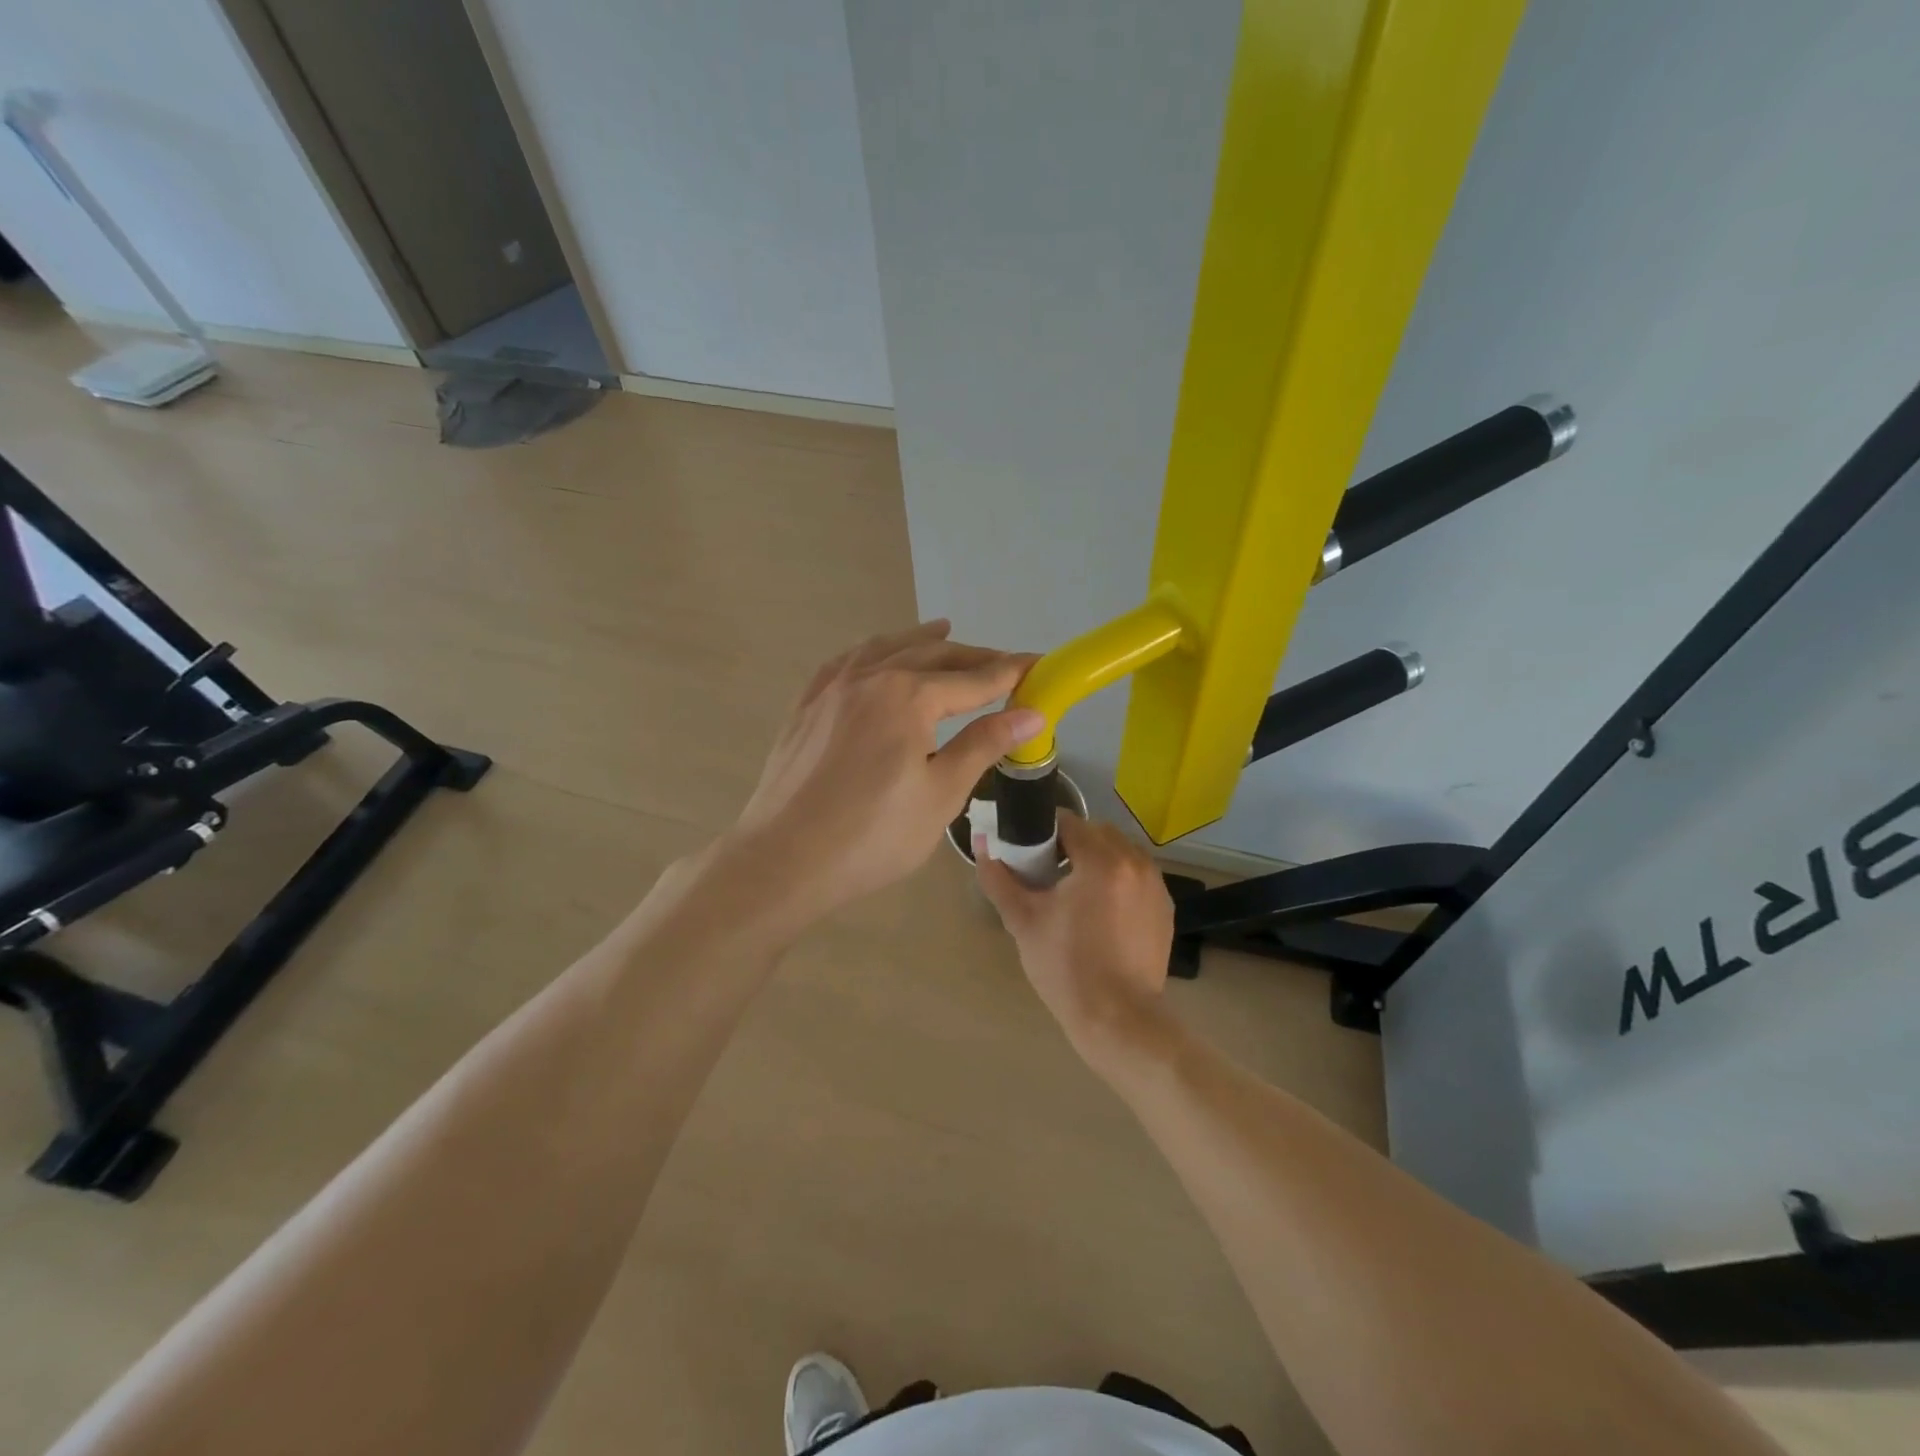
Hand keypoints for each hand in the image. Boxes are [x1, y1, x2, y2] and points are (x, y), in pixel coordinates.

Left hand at [724, 620, 1042, 927]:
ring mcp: (832, 689)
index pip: (974, 679)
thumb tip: (1031, 713)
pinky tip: (874, 656)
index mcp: (909, 696)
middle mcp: (871, 678)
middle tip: (1002, 664)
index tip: (1039, 664)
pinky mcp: (806, 707)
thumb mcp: (941, 793)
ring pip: (884, 649)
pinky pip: (844, 663)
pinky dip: (870, 652)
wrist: (784, 860)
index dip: (1010, 672)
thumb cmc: (873, 835)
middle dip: (972, 658)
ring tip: (942, 630)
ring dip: (919, 641)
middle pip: (931, 656)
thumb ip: (983, 744)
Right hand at [975, 811, 1175, 1072]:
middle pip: (1098, 832)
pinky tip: (1102, 908)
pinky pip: (1137, 874)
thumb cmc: (1066, 967)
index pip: (1068, 822)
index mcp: (1101, 860)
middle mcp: (1135, 862)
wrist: (1118, 1019)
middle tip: (1049, 871)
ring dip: (1098, 858)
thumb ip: (999, 878)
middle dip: (1073, 842)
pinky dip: (1119, 878)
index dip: (1044, 831)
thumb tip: (982, 844)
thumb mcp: (1023, 921)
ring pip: (1121, 851)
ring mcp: (1155, 884)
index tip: (1029, 851)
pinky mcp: (1165, 906)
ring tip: (1076, 890)